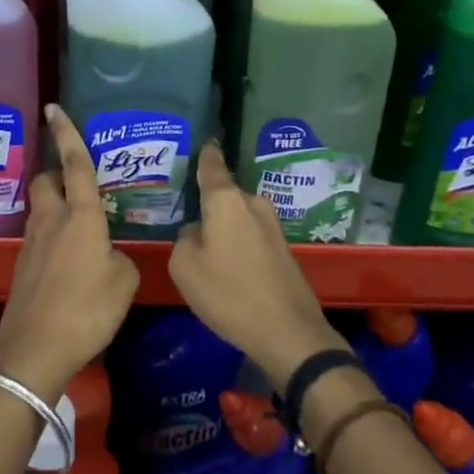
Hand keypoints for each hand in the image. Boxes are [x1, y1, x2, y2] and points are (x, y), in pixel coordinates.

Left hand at [0, 105, 138, 402]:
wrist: (36, 348)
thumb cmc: (87, 309)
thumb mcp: (123, 282)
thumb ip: (119, 258)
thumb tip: (109, 254)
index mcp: (81, 215)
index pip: (75, 164)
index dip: (67, 133)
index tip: (54, 107)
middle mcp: (52, 220)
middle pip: (46, 180)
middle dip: (57, 173)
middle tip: (79, 185)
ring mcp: (32, 242)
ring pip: (41, 208)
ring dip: (56, 207)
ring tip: (81, 227)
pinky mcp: (22, 264)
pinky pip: (39, 236)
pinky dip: (52, 236)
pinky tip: (69, 260)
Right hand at [169, 141, 345, 387]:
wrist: (288, 333)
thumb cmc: (229, 294)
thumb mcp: (185, 267)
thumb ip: (184, 239)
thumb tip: (197, 232)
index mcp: (227, 201)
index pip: (212, 166)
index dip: (205, 153)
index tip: (203, 140)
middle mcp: (253, 204)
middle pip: (224, 195)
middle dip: (207, 202)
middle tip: (185, 212)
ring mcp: (272, 227)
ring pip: (237, 217)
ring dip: (223, 226)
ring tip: (203, 242)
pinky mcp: (283, 250)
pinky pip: (250, 235)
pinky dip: (236, 243)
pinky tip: (226, 264)